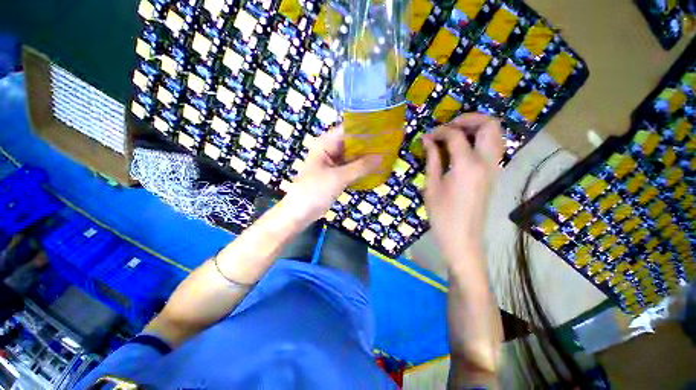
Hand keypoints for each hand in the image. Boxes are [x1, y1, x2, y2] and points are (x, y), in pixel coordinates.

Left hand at [284, 126, 381, 221]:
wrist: (300, 212)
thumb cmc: (315, 191)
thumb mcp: (338, 177)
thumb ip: (360, 167)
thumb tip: (382, 158)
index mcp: (325, 144)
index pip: (347, 130)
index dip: (364, 129)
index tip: (383, 131)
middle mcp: (329, 150)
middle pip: (351, 143)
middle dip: (368, 145)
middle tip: (388, 145)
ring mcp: (332, 163)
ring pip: (352, 156)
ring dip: (365, 157)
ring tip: (385, 155)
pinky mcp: (335, 174)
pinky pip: (351, 167)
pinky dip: (360, 168)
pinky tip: (374, 168)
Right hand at [423, 114, 503, 261]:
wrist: (463, 238)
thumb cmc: (442, 215)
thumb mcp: (431, 186)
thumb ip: (432, 159)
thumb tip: (428, 140)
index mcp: (467, 165)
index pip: (456, 135)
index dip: (440, 131)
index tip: (428, 135)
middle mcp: (486, 162)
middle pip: (489, 125)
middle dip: (468, 119)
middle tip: (448, 127)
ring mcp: (494, 168)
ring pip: (496, 134)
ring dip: (477, 128)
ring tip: (455, 135)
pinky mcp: (494, 174)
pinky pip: (492, 147)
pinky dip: (480, 140)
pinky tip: (462, 149)